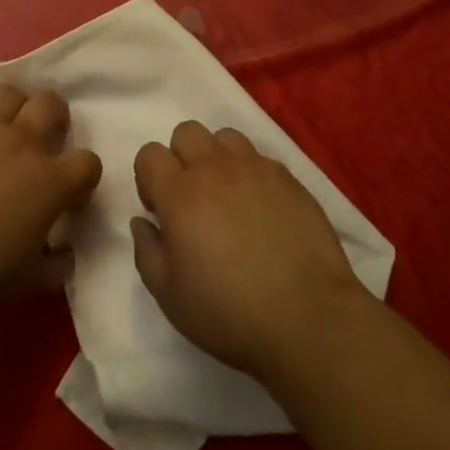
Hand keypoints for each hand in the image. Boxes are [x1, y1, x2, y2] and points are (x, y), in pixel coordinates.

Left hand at [0, 86, 101, 315]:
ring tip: (5, 129)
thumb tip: (65, 254)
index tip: (70, 194)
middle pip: (53, 104)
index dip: (83, 176)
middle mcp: (23, 143)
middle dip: (55, 118)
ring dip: (15, 108)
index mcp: (50, 183)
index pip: (88, 163)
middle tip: (43, 140)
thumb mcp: (26, 284)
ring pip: (11, 93)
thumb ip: (55, 266)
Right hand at [132, 120, 364, 379]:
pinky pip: (260, 158)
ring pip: (225, 136)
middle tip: (192, 199)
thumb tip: (143, 221)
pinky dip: (252, 174)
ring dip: (218, 158)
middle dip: (181, 158)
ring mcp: (255, 168)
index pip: (150, 153)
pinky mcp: (288, 178)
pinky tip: (261, 210)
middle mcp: (215, 169)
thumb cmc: (229, 313)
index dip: (149, 178)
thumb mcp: (169, 296)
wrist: (306, 318)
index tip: (160, 210)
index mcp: (180, 194)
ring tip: (228, 196)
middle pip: (186, 132)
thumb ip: (147, 251)